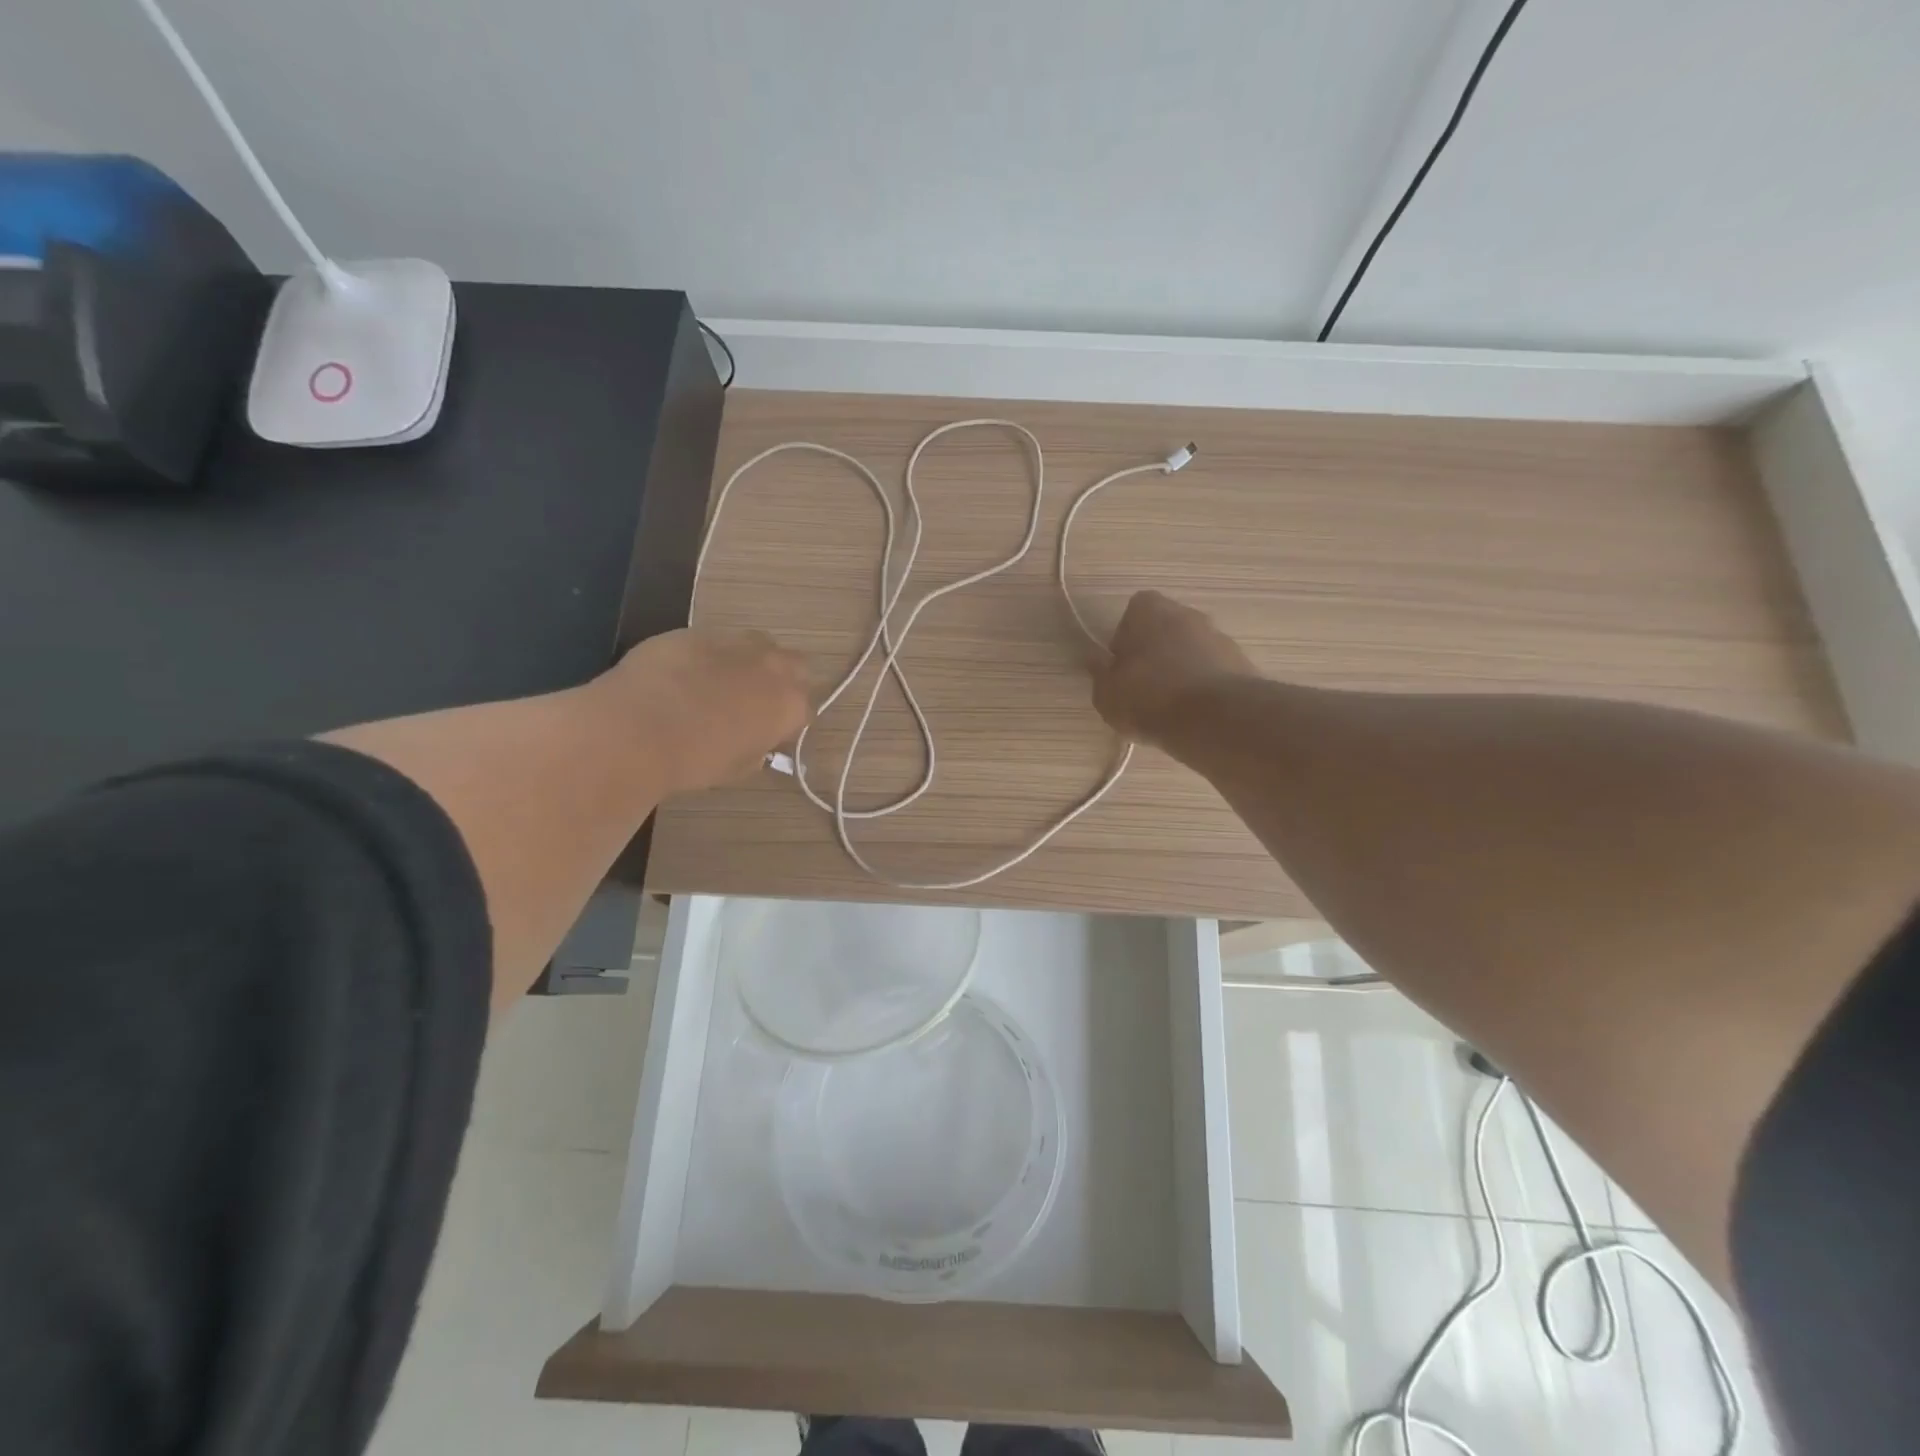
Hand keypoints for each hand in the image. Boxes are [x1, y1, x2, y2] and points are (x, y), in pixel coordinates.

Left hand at [597, 627, 811, 795]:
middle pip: (794, 664)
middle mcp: (771, 666)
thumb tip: (755, 742)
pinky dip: (706, 657)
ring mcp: (733, 643)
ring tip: (719, 684)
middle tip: (754, 701)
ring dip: (747, 661)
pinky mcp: (694, 632)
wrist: (637, 729)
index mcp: (789, 704)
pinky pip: (712, 643)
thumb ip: (757, 749)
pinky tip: (680, 677)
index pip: (805, 708)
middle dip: (781, 679)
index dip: (787, 721)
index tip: (769, 734)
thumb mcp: (738, 768)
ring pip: (755, 645)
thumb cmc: (695, 761)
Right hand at [1091, 590, 1257, 746]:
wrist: (1214, 719)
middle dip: (1155, 652)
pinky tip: (1194, 714)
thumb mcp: (1106, 694)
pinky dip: (1203, 686)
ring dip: (1181, 669)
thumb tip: (1096, 660)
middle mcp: (1187, 613)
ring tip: (1170, 707)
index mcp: (1149, 610)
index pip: (1133, 611)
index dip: (1125, 638)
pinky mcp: (1241, 663)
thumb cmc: (1148, 698)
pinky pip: (1212, 671)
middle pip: (1165, 628)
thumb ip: (1100, 674)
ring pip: (1191, 649)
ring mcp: (1219, 636)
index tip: (1121, 667)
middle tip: (1143, 687)